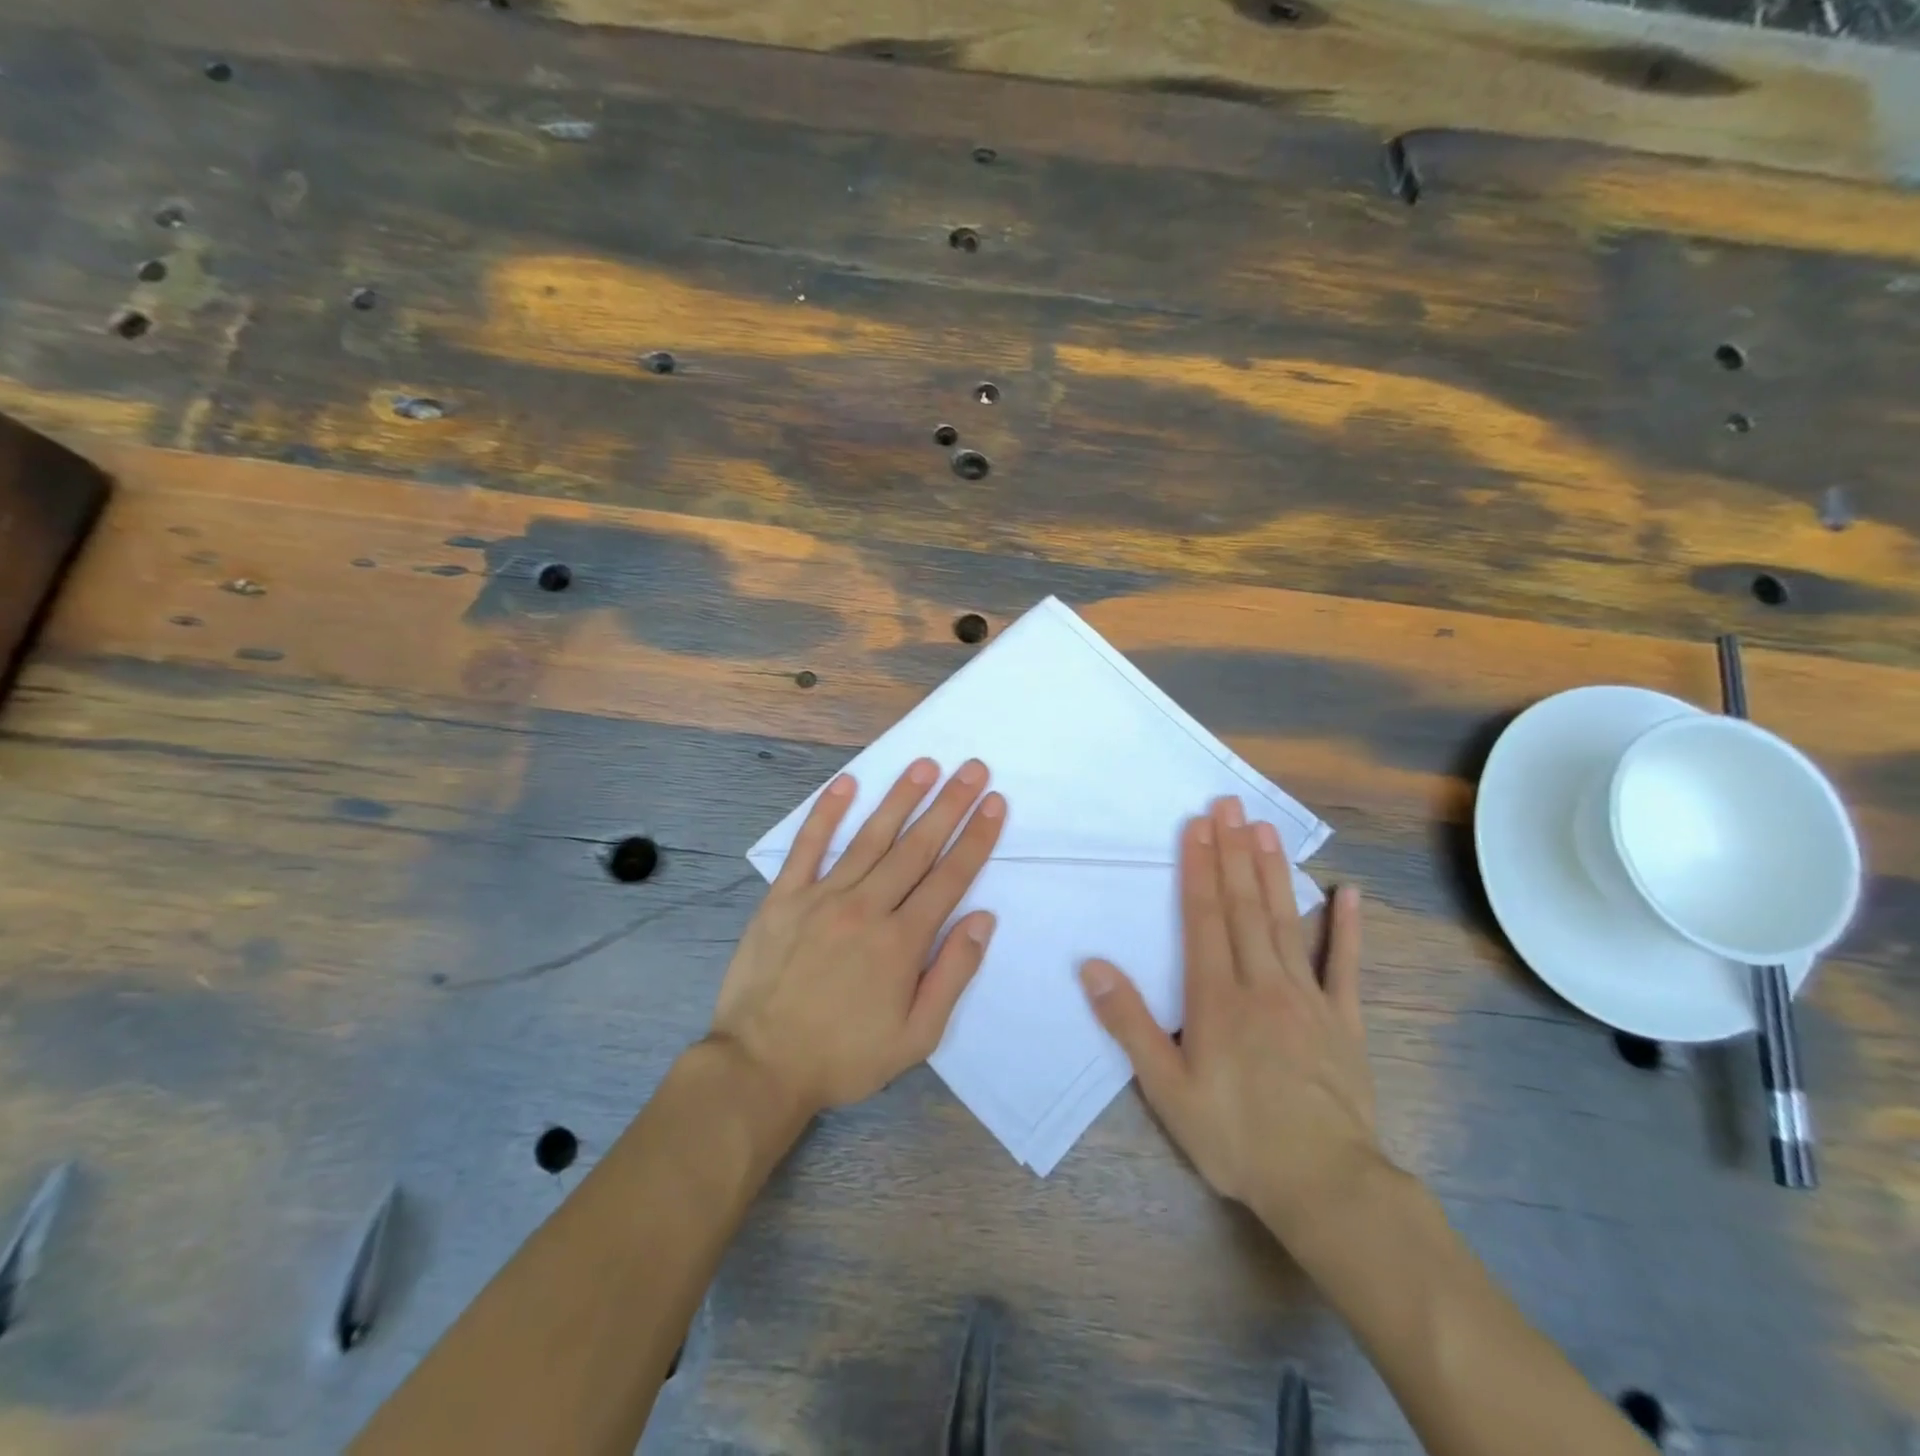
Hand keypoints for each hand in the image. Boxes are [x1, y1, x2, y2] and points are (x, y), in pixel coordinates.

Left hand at [711, 758, 1004, 1115]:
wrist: (760, 1066)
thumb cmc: (844, 1056)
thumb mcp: (915, 1037)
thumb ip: (952, 975)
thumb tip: (982, 919)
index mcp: (901, 942)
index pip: (949, 877)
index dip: (975, 838)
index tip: (994, 803)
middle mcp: (866, 908)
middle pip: (916, 847)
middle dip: (949, 805)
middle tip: (973, 769)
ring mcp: (821, 897)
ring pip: (870, 837)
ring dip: (900, 798)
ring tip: (925, 765)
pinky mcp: (783, 897)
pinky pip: (807, 846)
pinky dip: (826, 813)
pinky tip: (846, 783)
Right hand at [1078, 796, 1378, 1238]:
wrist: (1325, 1185)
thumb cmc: (1235, 1136)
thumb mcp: (1166, 1089)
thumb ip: (1129, 1024)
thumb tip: (1093, 966)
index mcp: (1217, 997)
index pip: (1204, 917)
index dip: (1199, 867)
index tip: (1197, 825)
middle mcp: (1261, 983)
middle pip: (1243, 906)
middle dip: (1232, 851)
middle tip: (1228, 804)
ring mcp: (1307, 997)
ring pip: (1284, 921)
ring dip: (1272, 872)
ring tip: (1263, 828)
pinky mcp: (1344, 1020)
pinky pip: (1343, 965)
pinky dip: (1346, 927)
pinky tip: (1348, 892)